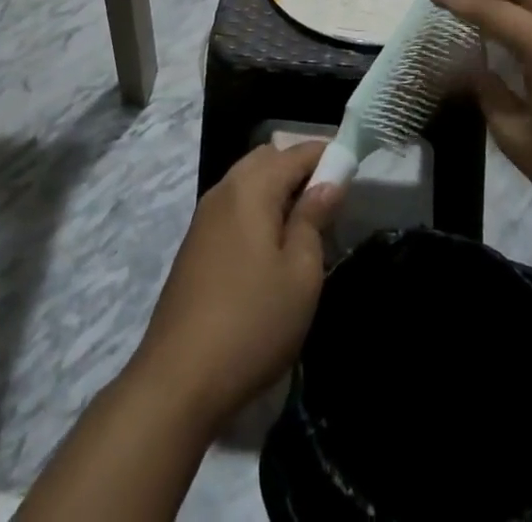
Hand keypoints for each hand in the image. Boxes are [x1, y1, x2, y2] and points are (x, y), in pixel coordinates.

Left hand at [131, 142, 341, 427]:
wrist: (178, 379)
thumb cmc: (252, 322)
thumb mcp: (300, 274)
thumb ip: (314, 219)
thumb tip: (328, 181)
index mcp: (251, 187)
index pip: (296, 152)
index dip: (327, 155)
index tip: (353, 170)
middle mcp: (224, 189)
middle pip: (267, 158)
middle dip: (299, 168)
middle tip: (328, 201)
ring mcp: (204, 216)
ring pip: (248, 180)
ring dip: (277, 189)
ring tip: (304, 226)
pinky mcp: (195, 243)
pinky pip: (233, 206)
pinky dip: (257, 208)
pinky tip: (271, 246)